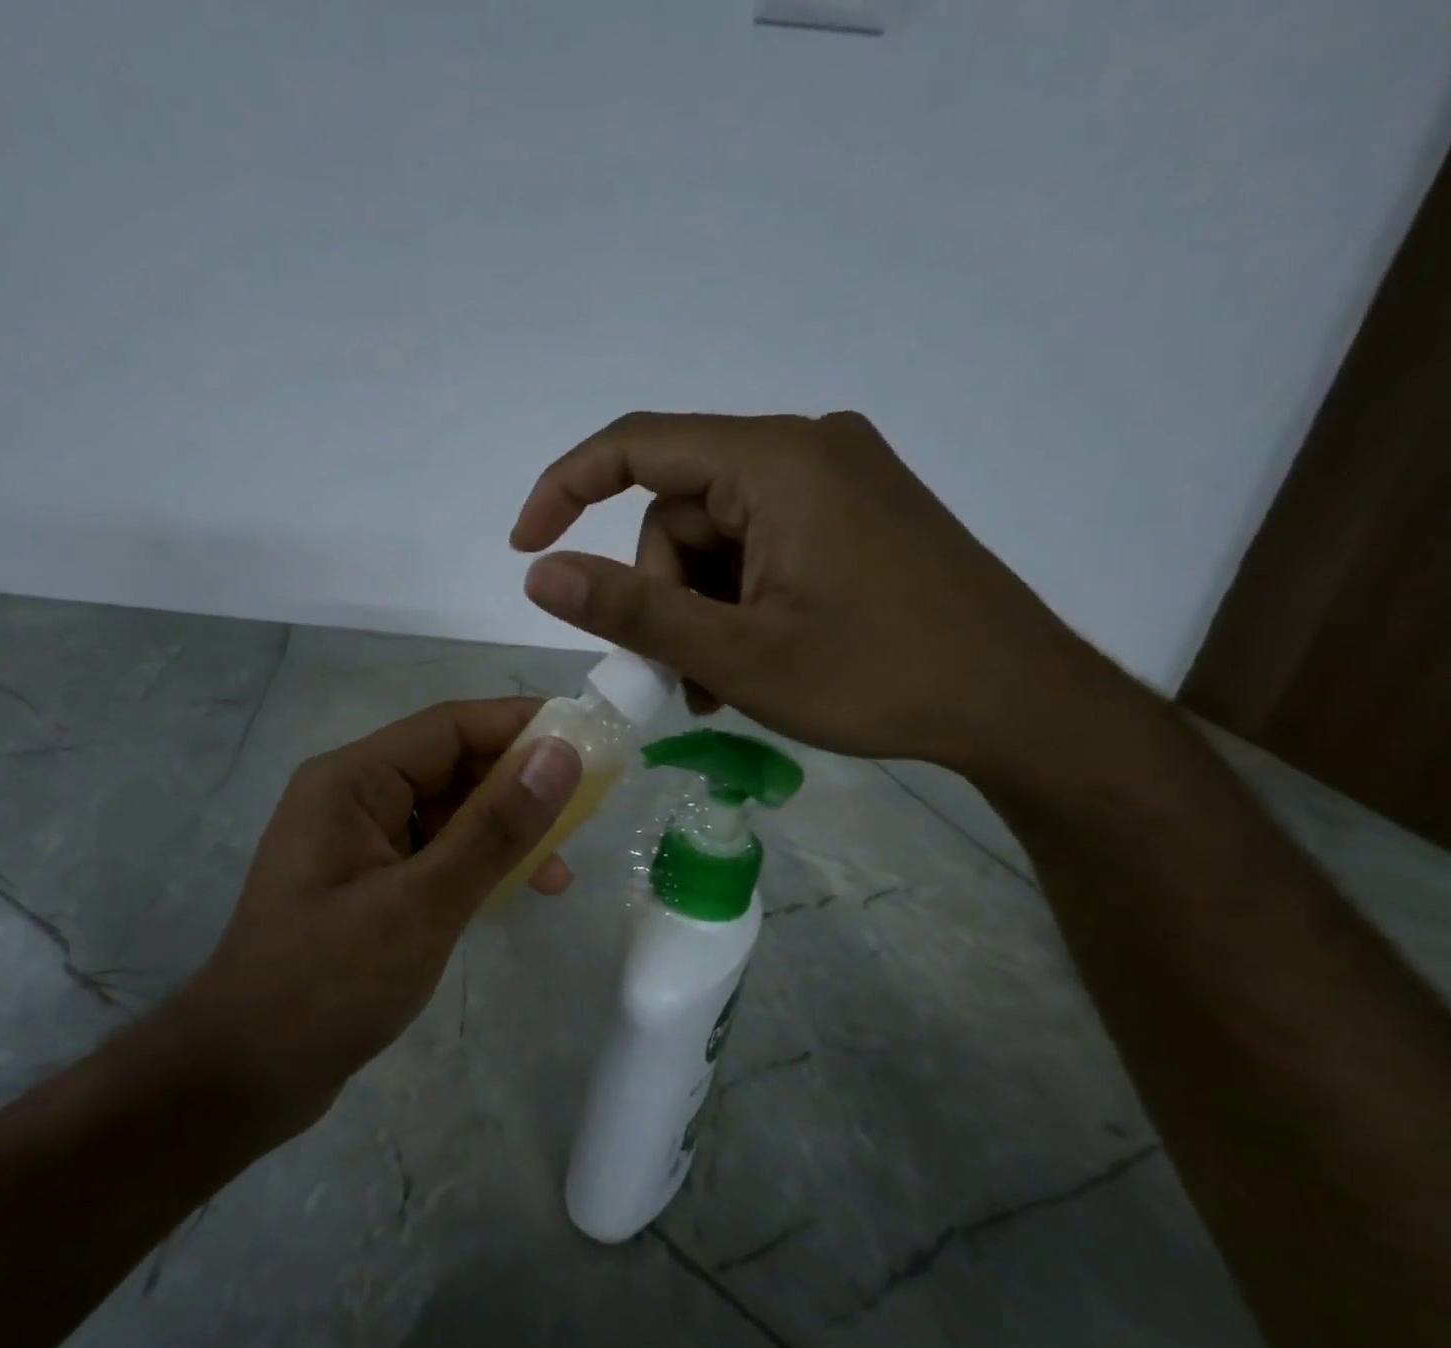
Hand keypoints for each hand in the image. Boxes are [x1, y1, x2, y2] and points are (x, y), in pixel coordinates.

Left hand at [170, 699, 581, 1125]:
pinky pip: (433, 854)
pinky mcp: (367, 885)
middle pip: (450, 767)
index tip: (589, 740)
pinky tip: (514, 893)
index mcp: (352, 780)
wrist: (243, 1077)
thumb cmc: (328, 984)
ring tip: (559, 872)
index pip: (450, 727)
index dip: (522, 725)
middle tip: (586, 811)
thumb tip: (561, 753)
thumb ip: (494, 827)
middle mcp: (352, 798)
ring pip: (446, 814)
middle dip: (518, 785)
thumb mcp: (423, 903)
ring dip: (502, 833)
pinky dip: (475, 866)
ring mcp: (357, 843)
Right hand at [510, 411, 1119, 779]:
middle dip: (661, 593)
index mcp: (776, 461)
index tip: (524, 547)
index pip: (637, 445)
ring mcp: (836, 482)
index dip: (565, 488)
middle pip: (679, 511)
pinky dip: (737, 601)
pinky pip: (760, 546)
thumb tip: (539, 574)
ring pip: (717, 538)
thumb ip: (631, 609)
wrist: (1021, 704)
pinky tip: (753, 659)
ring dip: (699, 609)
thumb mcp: (735, 653)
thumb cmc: (878, 676)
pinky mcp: (855, 517)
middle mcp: (806, 449)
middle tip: (676, 674)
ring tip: (718, 683)